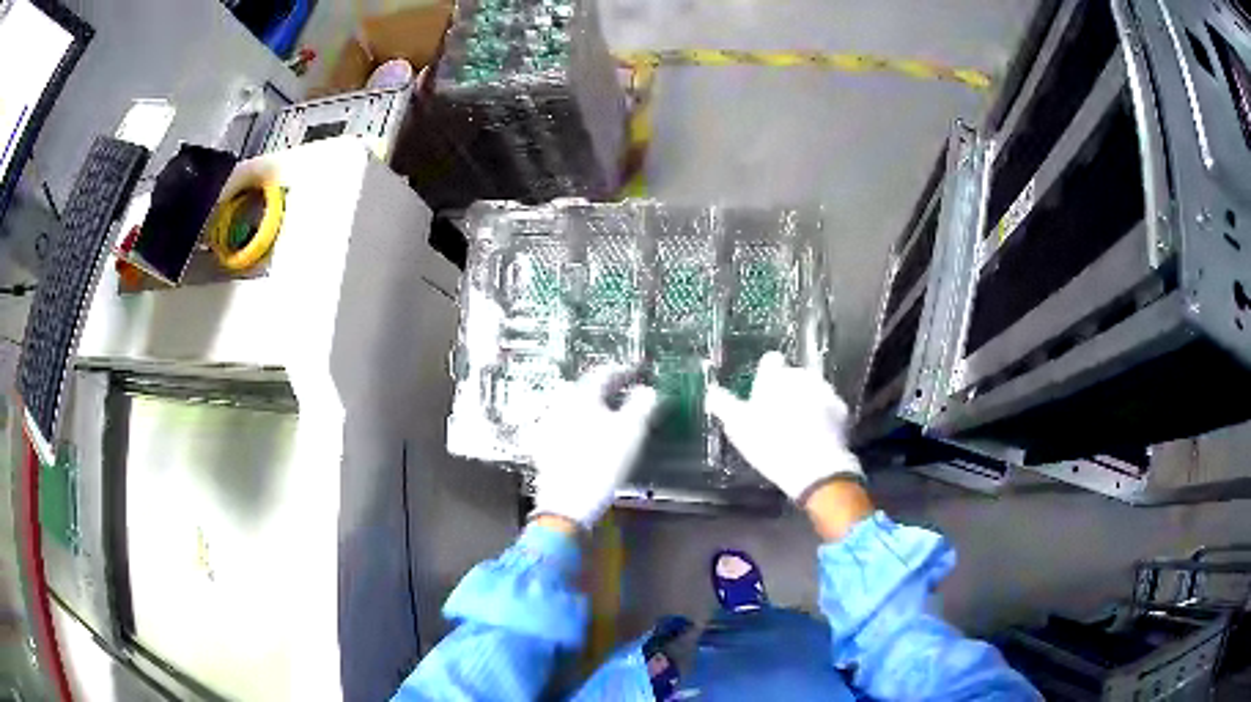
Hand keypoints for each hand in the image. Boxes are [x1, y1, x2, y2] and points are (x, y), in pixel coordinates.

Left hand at [529, 365, 659, 529]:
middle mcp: (560, 405)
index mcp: (581, 395)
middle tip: (626, 391)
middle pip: (586, 389)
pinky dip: (580, 426)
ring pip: (573, 408)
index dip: (625, 371)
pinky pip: (564, 427)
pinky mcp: (543, 448)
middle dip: (607, 388)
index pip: (604, 373)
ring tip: (610, 415)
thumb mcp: (632, 431)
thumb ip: (643, 404)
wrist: (567, 504)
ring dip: (593, 407)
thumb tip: (649, 390)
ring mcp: (547, 427)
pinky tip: (588, 437)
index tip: (639, 372)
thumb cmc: (602, 463)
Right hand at [707, 352, 862, 502]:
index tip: (762, 391)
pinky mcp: (842, 408)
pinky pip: (829, 407)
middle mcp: (802, 375)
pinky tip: (816, 434)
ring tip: (798, 427)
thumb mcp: (738, 427)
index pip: (770, 360)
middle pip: (793, 375)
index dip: (766, 375)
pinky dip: (823, 415)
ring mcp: (825, 390)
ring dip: (807, 401)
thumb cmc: (771, 444)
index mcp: (776, 376)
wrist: (815, 467)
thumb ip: (724, 404)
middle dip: (787, 389)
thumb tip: (712, 390)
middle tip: (778, 415)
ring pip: (813, 389)